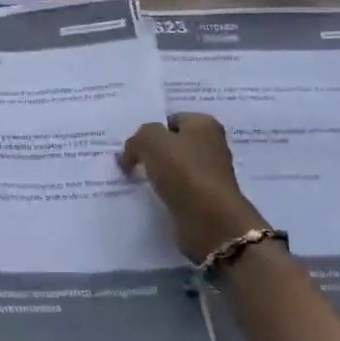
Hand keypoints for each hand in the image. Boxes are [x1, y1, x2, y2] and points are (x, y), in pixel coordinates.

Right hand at [118, 112, 267, 263]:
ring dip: (157, 176)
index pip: (170, 119)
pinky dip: (164, 195)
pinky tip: (149, 199)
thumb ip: (136, 139)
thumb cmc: (183, 171)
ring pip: (174, 169)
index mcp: (204, 124)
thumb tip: (129, 155)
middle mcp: (211, 146)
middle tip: (128, 161)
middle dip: (152, 153)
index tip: (131, 145)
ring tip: (133, 181)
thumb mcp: (151, 141)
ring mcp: (209, 175)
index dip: (150, 130)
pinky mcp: (205, 200)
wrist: (210, 221)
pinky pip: (177, 191)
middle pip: (173, 144)